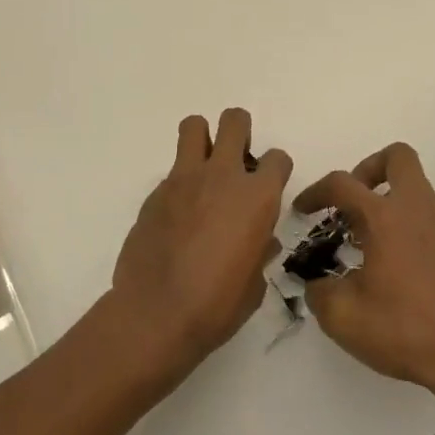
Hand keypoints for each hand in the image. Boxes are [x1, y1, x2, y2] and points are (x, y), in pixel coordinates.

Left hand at [109, 108, 292, 369]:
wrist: (156, 313)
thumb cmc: (216, 305)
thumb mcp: (254, 284)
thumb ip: (260, 251)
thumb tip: (260, 241)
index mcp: (257, 197)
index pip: (277, 158)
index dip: (276, 170)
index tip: (269, 187)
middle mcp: (223, 176)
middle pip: (235, 121)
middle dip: (240, 132)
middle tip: (237, 162)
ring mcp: (184, 178)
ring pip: (194, 126)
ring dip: (203, 139)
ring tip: (205, 168)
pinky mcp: (156, 191)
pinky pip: (173, 169)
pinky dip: (180, 182)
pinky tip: (179, 214)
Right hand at [296, 143, 434, 405]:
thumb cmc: (406, 331)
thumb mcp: (344, 318)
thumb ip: (319, 293)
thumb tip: (318, 284)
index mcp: (386, 218)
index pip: (342, 184)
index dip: (316, 192)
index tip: (303, 210)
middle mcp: (418, 211)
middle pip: (398, 158)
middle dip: (368, 169)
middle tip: (351, 203)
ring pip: (415, 189)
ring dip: (388, 201)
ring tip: (367, 241)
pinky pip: (428, 219)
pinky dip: (407, 226)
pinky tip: (394, 266)